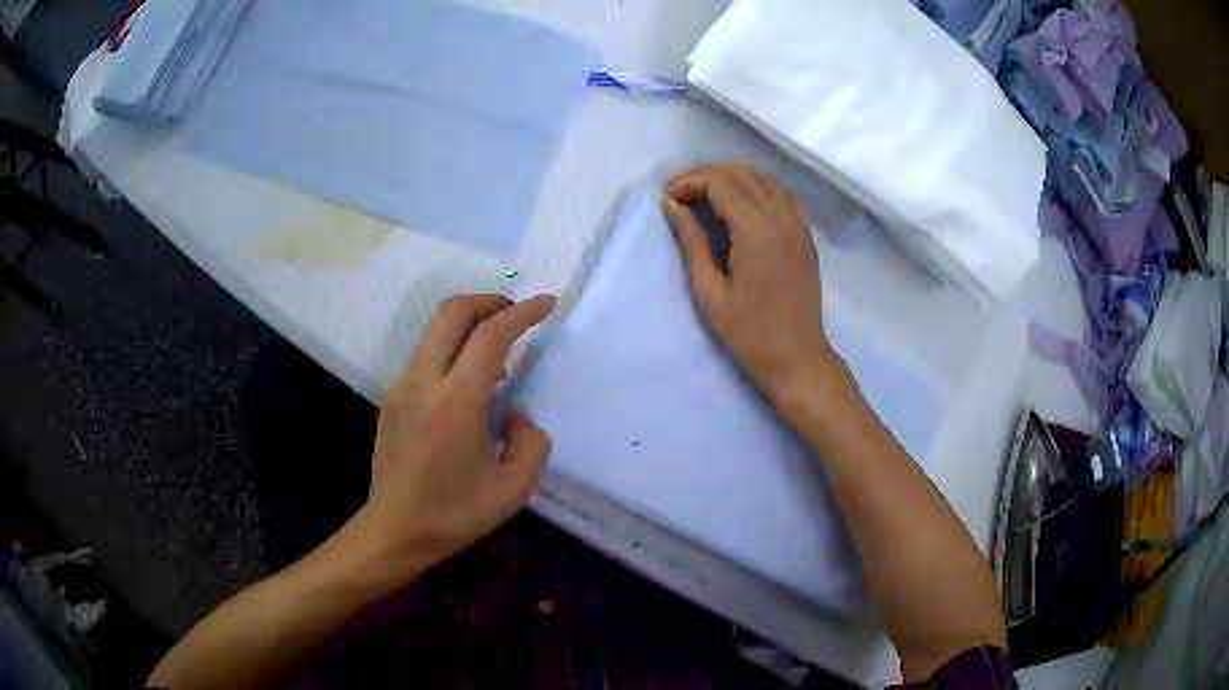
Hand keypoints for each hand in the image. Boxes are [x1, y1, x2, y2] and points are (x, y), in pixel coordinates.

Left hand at [359, 294, 555, 567]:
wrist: (393, 531)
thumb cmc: (454, 514)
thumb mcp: (513, 489)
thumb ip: (531, 443)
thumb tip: (516, 414)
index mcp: (456, 402)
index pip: (490, 336)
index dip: (522, 313)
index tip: (547, 303)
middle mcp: (423, 381)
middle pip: (452, 312)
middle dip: (489, 301)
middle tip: (515, 313)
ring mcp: (402, 387)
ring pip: (435, 331)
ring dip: (469, 324)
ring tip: (497, 351)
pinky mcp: (391, 398)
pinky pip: (425, 355)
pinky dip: (452, 349)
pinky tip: (469, 384)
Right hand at [662, 165, 835, 396]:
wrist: (798, 358)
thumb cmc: (750, 333)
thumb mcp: (710, 292)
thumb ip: (692, 242)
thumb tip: (672, 205)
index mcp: (758, 231)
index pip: (721, 182)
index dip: (689, 182)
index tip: (667, 200)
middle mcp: (783, 217)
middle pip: (741, 174)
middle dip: (706, 176)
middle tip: (680, 197)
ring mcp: (799, 223)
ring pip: (763, 178)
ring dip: (730, 179)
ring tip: (704, 198)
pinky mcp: (806, 233)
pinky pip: (780, 193)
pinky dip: (756, 188)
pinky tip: (740, 205)